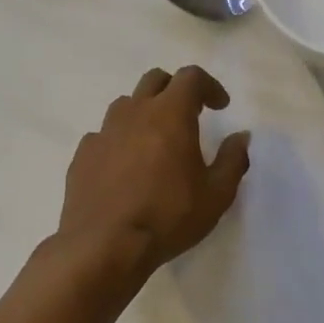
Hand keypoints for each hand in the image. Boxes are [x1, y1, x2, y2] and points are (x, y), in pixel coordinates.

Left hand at [59, 66, 250, 275]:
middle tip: (189, 114)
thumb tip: (241, 137)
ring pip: (126, 105)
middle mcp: (134, 113)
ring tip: (155, 141)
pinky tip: (125, 167)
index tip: (220, 106)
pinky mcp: (83, 155)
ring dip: (145, 112)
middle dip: (175, 89)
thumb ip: (233, 160)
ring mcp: (103, 132)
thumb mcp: (216, 195)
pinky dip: (120, 141)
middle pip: (154, 80)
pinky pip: (104, 135)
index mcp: (170, 115)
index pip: (191, 77)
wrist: (104, 245)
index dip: (209, 86)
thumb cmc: (168, 217)